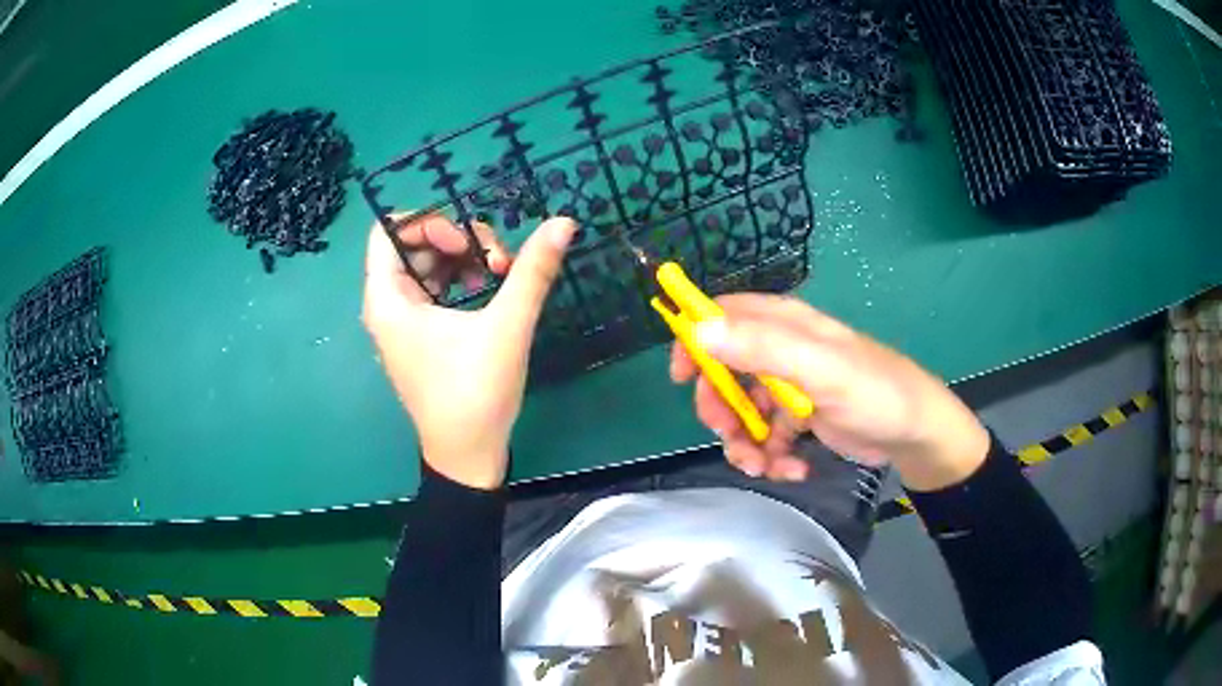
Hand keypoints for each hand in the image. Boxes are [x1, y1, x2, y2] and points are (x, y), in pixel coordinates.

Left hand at [362, 214, 575, 489]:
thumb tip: (564, 221)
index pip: (388, 230)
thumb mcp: (506, 327)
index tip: (468, 242)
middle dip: (457, 241)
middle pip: (413, 245)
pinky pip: (433, 290)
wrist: (468, 457)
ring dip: (464, 261)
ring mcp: (403, 323)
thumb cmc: (475, 393)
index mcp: (388, 299)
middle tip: (498, 261)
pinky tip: (490, 291)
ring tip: (501, 275)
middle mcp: (387, 306)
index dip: (429, 221)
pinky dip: (460, 282)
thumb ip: (533, 271)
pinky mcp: (419, 337)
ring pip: (427, 267)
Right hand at [671, 294, 988, 490]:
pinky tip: (793, 469)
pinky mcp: (801, 418)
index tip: (681, 378)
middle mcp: (782, 351)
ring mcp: (791, 387)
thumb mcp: (819, 369)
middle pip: (725, 371)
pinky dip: (772, 456)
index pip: (724, 316)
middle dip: (721, 408)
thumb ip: (761, 348)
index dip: (696, 340)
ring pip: (743, 411)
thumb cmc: (874, 392)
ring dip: (745, 443)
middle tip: (730, 435)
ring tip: (765, 467)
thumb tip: (697, 331)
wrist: (915, 434)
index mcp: (784, 324)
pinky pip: (767, 436)